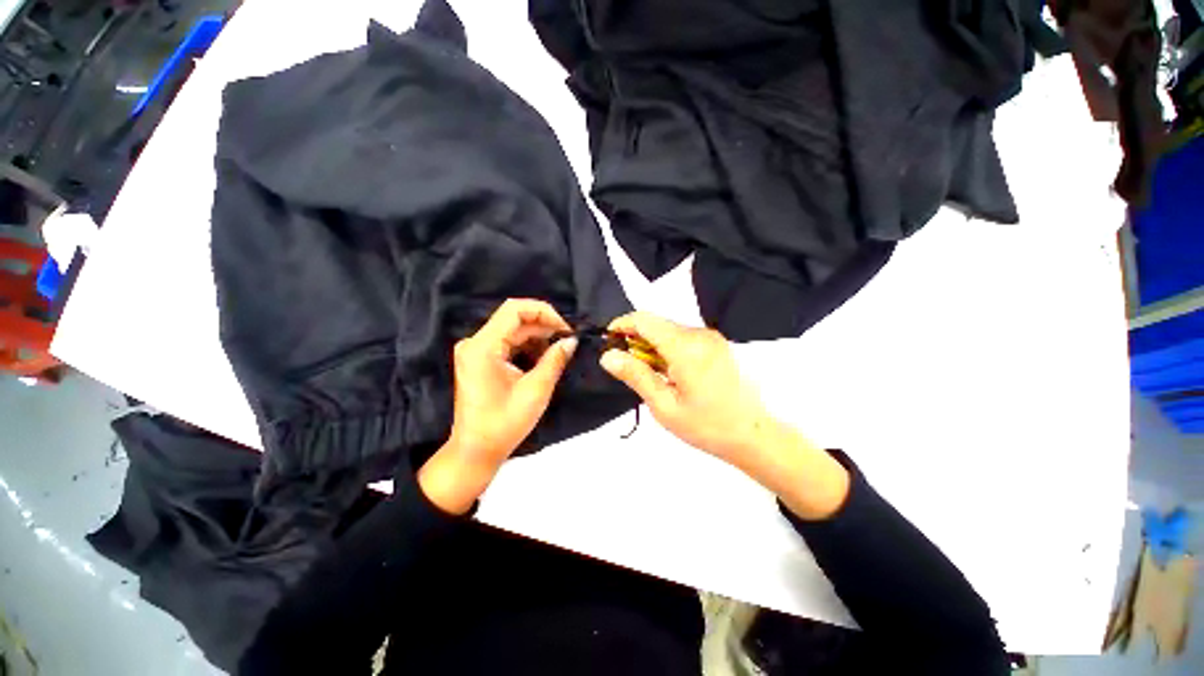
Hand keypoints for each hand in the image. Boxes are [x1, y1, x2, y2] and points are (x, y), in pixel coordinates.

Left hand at [419, 299, 576, 513]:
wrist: (476, 450)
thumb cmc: (504, 423)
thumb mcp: (536, 390)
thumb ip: (555, 360)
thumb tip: (572, 340)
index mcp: (483, 347)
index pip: (514, 310)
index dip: (544, 312)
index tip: (565, 329)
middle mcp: (475, 342)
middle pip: (514, 319)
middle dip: (544, 326)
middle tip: (568, 340)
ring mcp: (476, 350)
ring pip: (513, 330)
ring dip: (538, 336)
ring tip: (559, 349)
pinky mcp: (480, 359)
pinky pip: (508, 342)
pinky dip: (528, 346)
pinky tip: (544, 357)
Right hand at [600, 312, 848, 518]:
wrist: (756, 435)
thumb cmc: (707, 426)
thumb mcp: (664, 405)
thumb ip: (636, 375)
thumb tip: (608, 356)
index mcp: (686, 347)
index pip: (645, 320)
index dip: (622, 324)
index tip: (609, 339)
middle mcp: (700, 334)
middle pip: (657, 323)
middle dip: (637, 337)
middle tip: (627, 365)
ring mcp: (712, 337)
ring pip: (670, 329)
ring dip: (653, 344)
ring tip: (650, 374)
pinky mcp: (718, 344)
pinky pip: (685, 337)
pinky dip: (669, 348)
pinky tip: (670, 372)